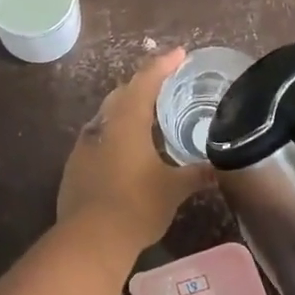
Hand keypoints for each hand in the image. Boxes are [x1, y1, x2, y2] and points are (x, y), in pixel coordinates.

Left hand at [58, 49, 209, 249]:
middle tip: (165, 86)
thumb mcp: (174, 189)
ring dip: (126, 112)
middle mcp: (102, 127)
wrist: (89, 240)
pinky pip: (97, 140)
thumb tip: (220, 168)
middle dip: (143, 86)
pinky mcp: (74, 168)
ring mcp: (83, 147)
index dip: (163, 64)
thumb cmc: (136, 206)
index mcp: (127, 122)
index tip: (179, 54)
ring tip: (148, 119)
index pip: (145, 81)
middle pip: (122, 95)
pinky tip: (126, 152)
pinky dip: (114, 137)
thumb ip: (197, 174)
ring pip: (107, 118)